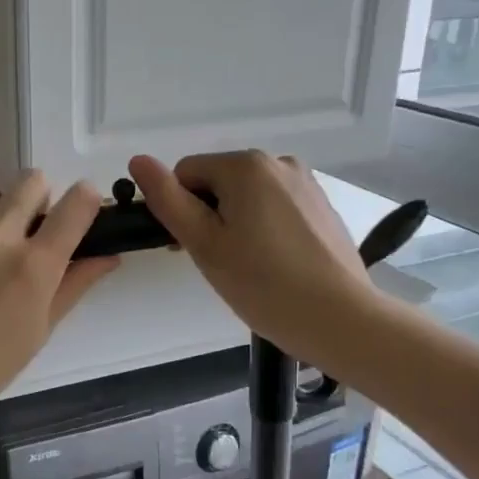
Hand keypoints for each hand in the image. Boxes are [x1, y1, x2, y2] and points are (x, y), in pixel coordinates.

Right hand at [129, 151, 373, 370]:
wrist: (340, 318)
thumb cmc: (263, 284)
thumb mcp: (204, 243)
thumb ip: (168, 200)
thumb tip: (138, 160)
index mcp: (245, 165)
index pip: (185, 173)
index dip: (179, 211)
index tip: (191, 249)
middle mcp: (278, 162)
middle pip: (218, 182)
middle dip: (210, 217)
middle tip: (220, 263)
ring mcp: (305, 183)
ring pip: (247, 197)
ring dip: (236, 224)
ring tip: (250, 268)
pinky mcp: (321, 207)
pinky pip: (275, 208)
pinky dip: (265, 230)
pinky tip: (276, 265)